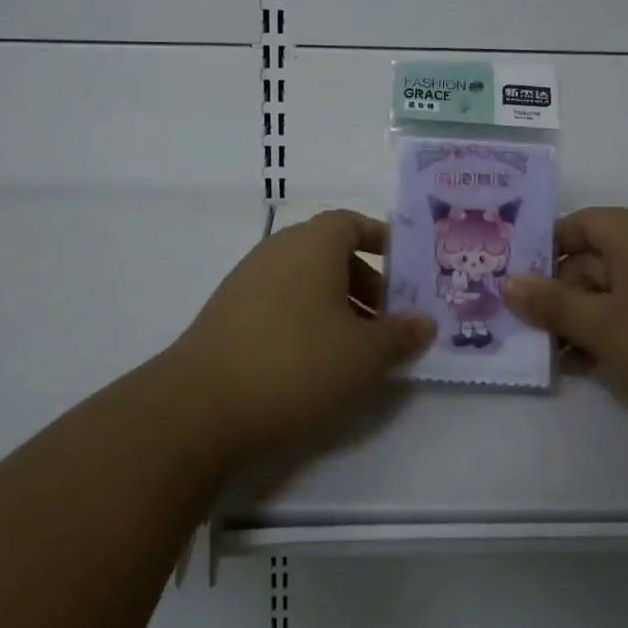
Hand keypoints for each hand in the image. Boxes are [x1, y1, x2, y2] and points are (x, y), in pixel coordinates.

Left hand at [165, 210, 434, 466]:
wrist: (201, 405)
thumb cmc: (296, 363)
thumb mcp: (363, 355)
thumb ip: (399, 335)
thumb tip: (425, 322)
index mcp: (313, 243)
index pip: (353, 222)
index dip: (381, 240)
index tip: (404, 267)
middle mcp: (279, 249)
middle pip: (331, 252)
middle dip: (365, 281)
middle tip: (387, 320)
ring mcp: (248, 278)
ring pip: (305, 279)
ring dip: (335, 304)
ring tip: (356, 347)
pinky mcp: (227, 311)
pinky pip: (280, 300)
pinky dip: (305, 318)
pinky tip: (313, 361)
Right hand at [504, 207, 627, 449]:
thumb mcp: (607, 327)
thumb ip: (554, 304)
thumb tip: (506, 282)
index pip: (576, 224)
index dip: (542, 247)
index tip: (512, 279)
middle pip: (590, 260)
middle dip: (556, 292)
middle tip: (522, 328)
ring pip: (610, 292)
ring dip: (579, 319)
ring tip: (550, 355)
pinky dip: (608, 334)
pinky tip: (586, 366)